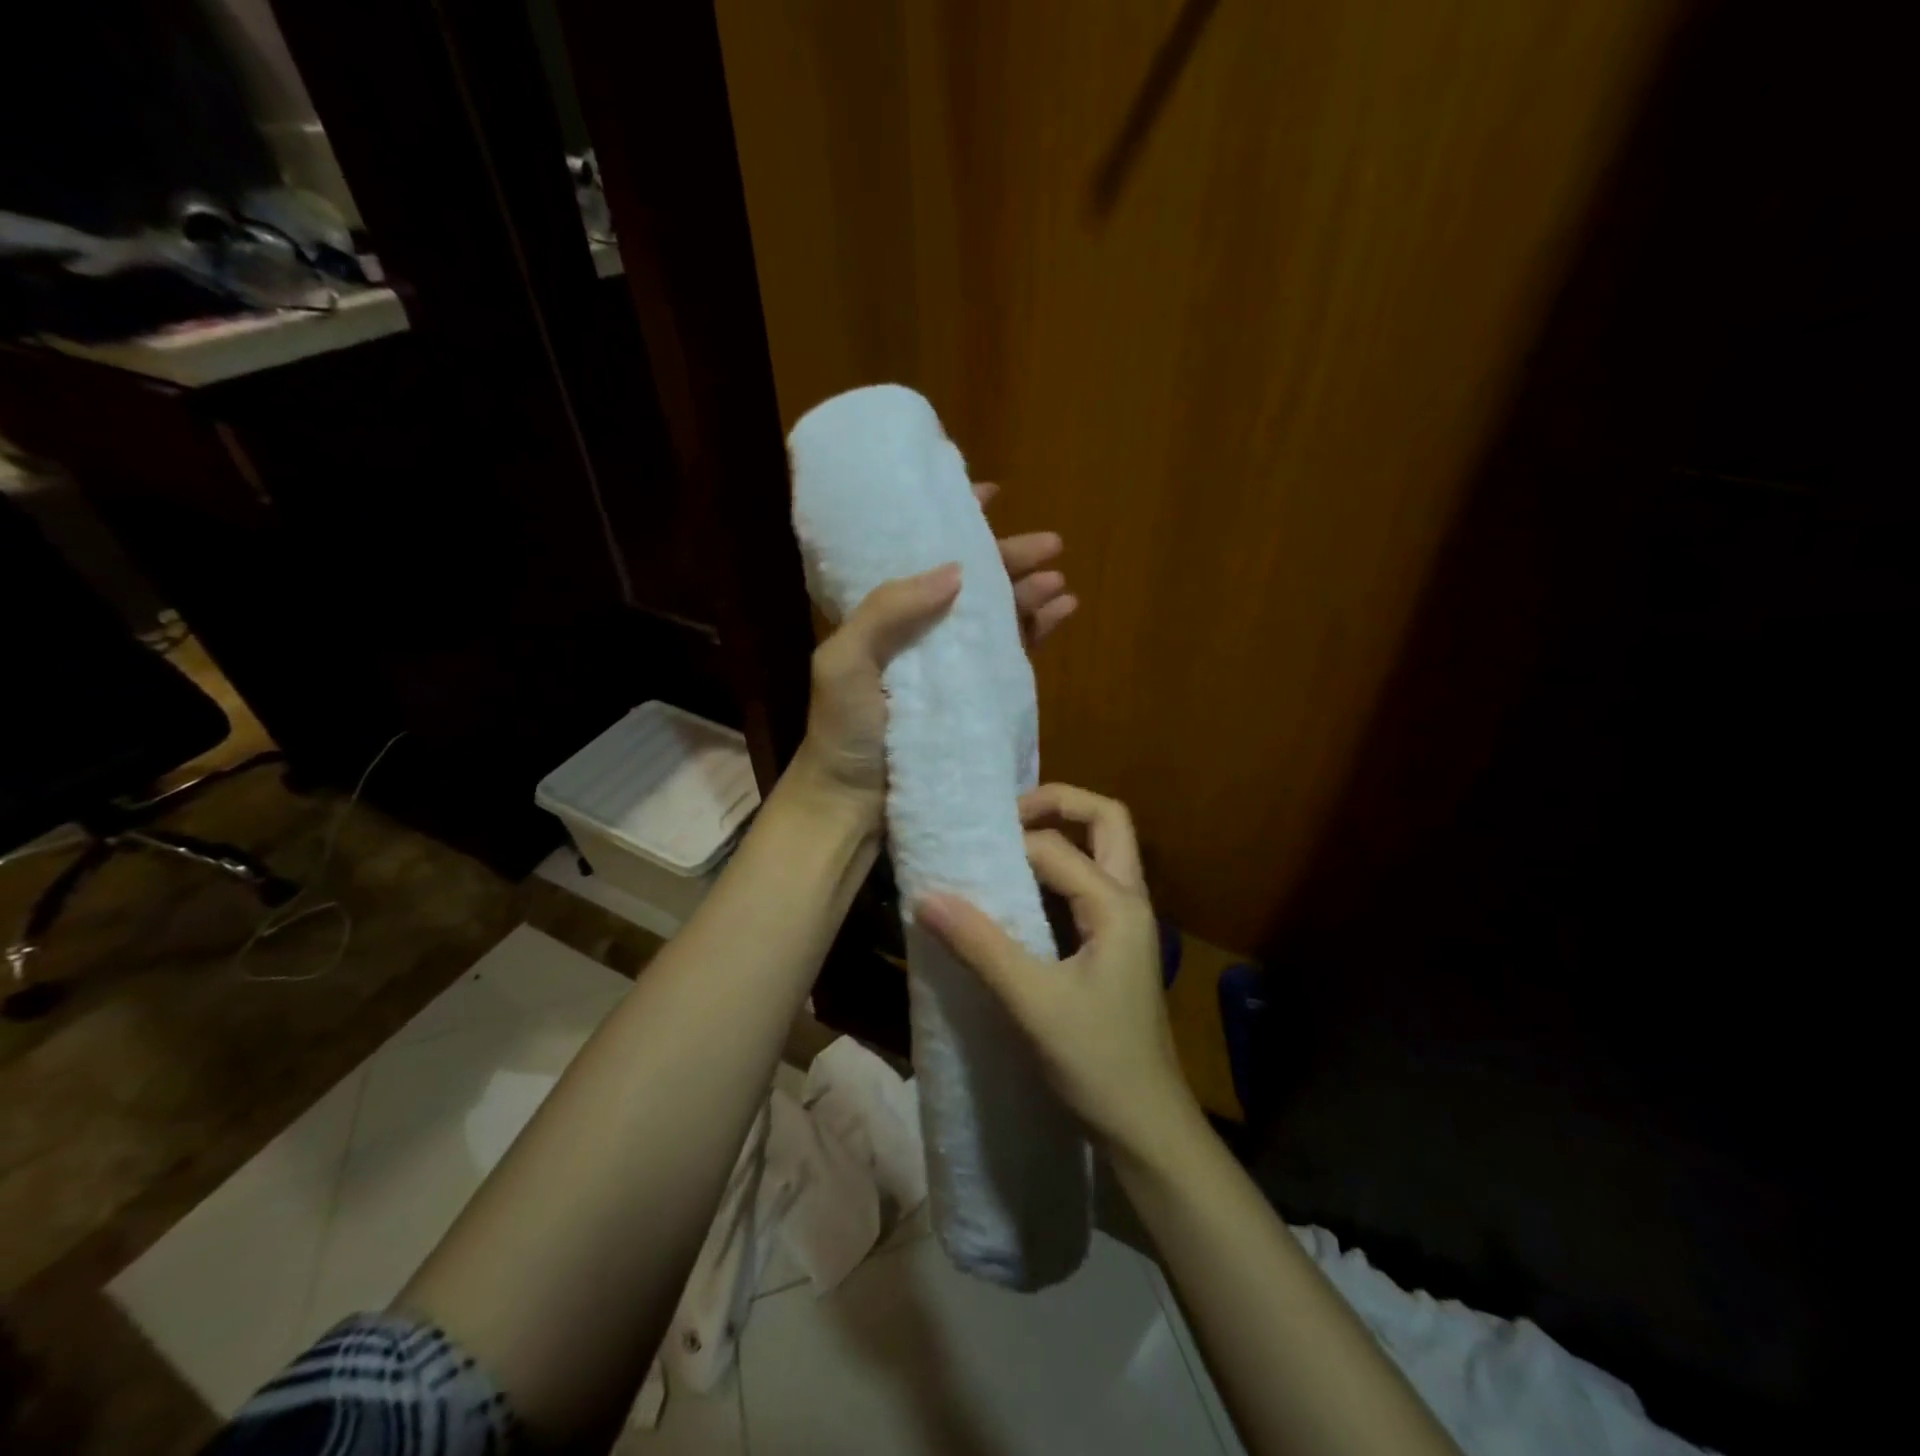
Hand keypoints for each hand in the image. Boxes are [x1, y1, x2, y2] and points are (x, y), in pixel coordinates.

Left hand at [792, 483, 1077, 817]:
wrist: (852, 801)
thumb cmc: (844, 730)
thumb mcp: (845, 662)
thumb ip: (888, 611)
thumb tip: (956, 570)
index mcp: (883, 614)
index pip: (922, 555)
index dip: (953, 521)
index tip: (989, 493)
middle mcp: (918, 631)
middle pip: (970, 583)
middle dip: (1008, 558)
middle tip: (1051, 544)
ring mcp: (948, 666)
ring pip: (994, 616)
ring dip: (1027, 593)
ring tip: (1060, 580)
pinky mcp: (971, 698)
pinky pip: (1007, 655)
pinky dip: (1034, 632)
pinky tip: (1060, 614)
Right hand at [917, 784, 1197, 1157]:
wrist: (1146, 1127)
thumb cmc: (1097, 1063)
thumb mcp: (1033, 1003)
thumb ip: (981, 946)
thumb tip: (926, 896)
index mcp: (1117, 905)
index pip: (1055, 848)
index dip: (1007, 846)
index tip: (959, 856)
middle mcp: (1129, 900)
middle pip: (1107, 821)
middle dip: (1058, 804)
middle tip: (1004, 818)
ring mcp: (1126, 922)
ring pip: (1103, 850)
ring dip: (1060, 834)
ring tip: (1004, 845)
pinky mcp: (1115, 944)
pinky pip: (1090, 884)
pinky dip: (1058, 871)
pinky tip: (1018, 895)